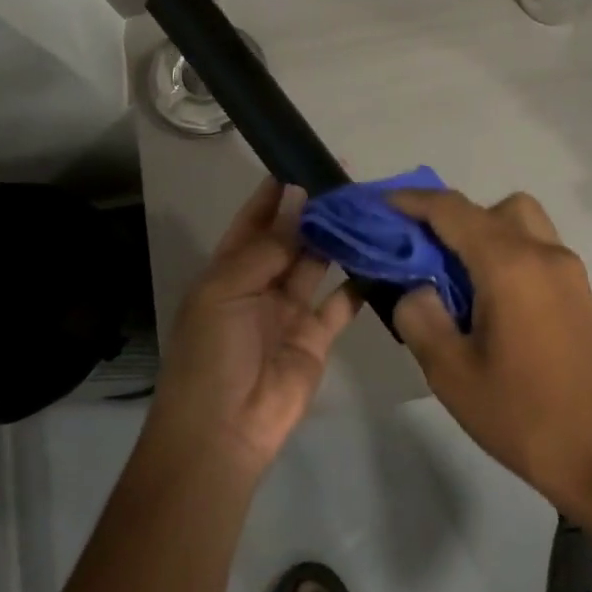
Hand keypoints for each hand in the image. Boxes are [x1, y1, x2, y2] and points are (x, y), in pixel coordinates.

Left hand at [143, 178, 364, 477]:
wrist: (224, 430)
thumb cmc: (212, 353)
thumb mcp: (225, 290)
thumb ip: (266, 247)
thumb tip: (296, 197)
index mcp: (229, 270)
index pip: (253, 220)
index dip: (274, 192)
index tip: (301, 161)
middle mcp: (260, 284)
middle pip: (290, 238)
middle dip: (314, 211)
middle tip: (347, 181)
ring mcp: (290, 310)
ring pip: (318, 264)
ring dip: (338, 239)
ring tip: (367, 209)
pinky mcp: (317, 336)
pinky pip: (342, 302)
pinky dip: (360, 282)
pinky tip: (379, 256)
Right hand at [390, 189, 591, 517]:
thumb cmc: (525, 416)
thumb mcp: (451, 373)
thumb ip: (419, 317)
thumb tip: (415, 289)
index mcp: (509, 264)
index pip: (452, 210)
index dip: (412, 202)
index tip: (380, 206)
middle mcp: (543, 253)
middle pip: (490, 207)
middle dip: (450, 217)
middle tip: (422, 253)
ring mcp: (568, 271)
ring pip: (519, 222)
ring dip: (483, 231)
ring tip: (456, 277)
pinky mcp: (579, 293)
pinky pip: (535, 248)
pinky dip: (505, 251)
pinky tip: (488, 300)